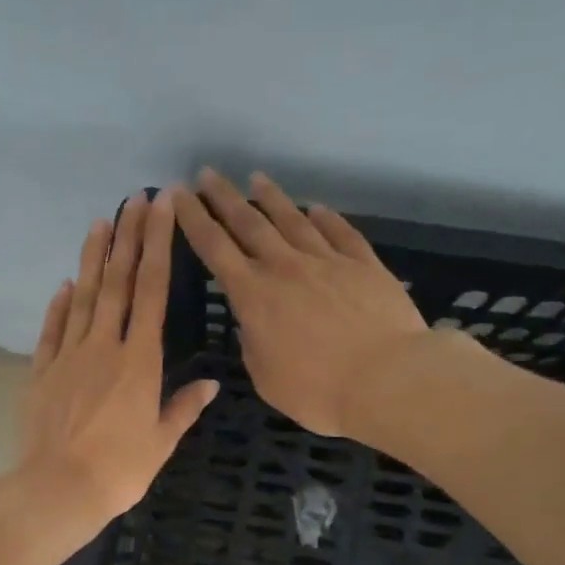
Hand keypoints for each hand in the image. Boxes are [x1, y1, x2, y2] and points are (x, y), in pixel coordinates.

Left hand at [18, 189, 219, 547]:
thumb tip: (211, 384)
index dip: (157, 246)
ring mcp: (68, 357)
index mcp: (140, 361)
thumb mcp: (161, 442)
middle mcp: (104, 347)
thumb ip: (183, 408)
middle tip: (134, 198)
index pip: (152, 291)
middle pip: (116, 283)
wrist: (59, 489)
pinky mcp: (41, 373)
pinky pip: (51, 331)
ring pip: (81, 298)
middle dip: (128, 237)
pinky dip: (58, 306)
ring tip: (100, 223)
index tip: (161, 208)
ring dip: (92, 259)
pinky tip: (63, 285)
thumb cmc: (120, 470)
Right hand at [173, 170, 430, 437]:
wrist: (387, 379)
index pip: (215, 249)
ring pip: (293, 220)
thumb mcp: (266, 378)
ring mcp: (327, 261)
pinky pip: (339, 233)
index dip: (194, 220)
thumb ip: (253, 345)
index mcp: (254, 296)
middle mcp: (285, 267)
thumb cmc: (317, 390)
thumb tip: (253, 323)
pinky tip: (316, 208)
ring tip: (257, 179)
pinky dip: (325, 218)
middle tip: (207, 174)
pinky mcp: (364, 264)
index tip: (178, 195)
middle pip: (249, 223)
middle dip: (224, 197)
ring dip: (272, 198)